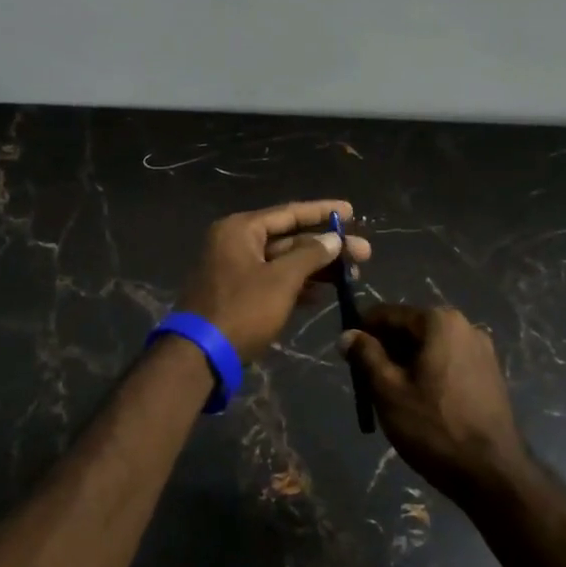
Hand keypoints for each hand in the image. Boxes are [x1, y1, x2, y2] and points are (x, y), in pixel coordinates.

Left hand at [178, 200, 370, 360]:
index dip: (322, 212)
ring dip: (316, 267)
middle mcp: (236, 242)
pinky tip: (323, 294)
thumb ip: (310, 255)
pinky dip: (298, 285)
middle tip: (363, 253)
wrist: (201, 354)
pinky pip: (274, 280)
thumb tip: (333, 238)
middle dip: (326, 246)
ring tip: (352, 274)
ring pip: (284, 261)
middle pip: (289, 238)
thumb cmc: (242, 309)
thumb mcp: (281, 280)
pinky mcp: (239, 294)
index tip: (351, 212)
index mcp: (241, 229)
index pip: (289, 213)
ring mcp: (236, 269)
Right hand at [341, 305, 528, 499]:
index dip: (363, 332)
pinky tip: (421, 403)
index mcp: (439, 322)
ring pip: (430, 348)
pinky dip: (429, 374)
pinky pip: (449, 363)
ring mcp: (483, 351)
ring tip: (392, 396)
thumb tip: (347, 335)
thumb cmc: (434, 428)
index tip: (347, 355)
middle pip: (411, 329)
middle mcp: (465, 326)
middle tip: (368, 381)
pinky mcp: (491, 375)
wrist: (494, 475)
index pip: (388, 314)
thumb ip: (365, 356)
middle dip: (386, 350)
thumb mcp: (388, 391)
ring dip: (407, 364)